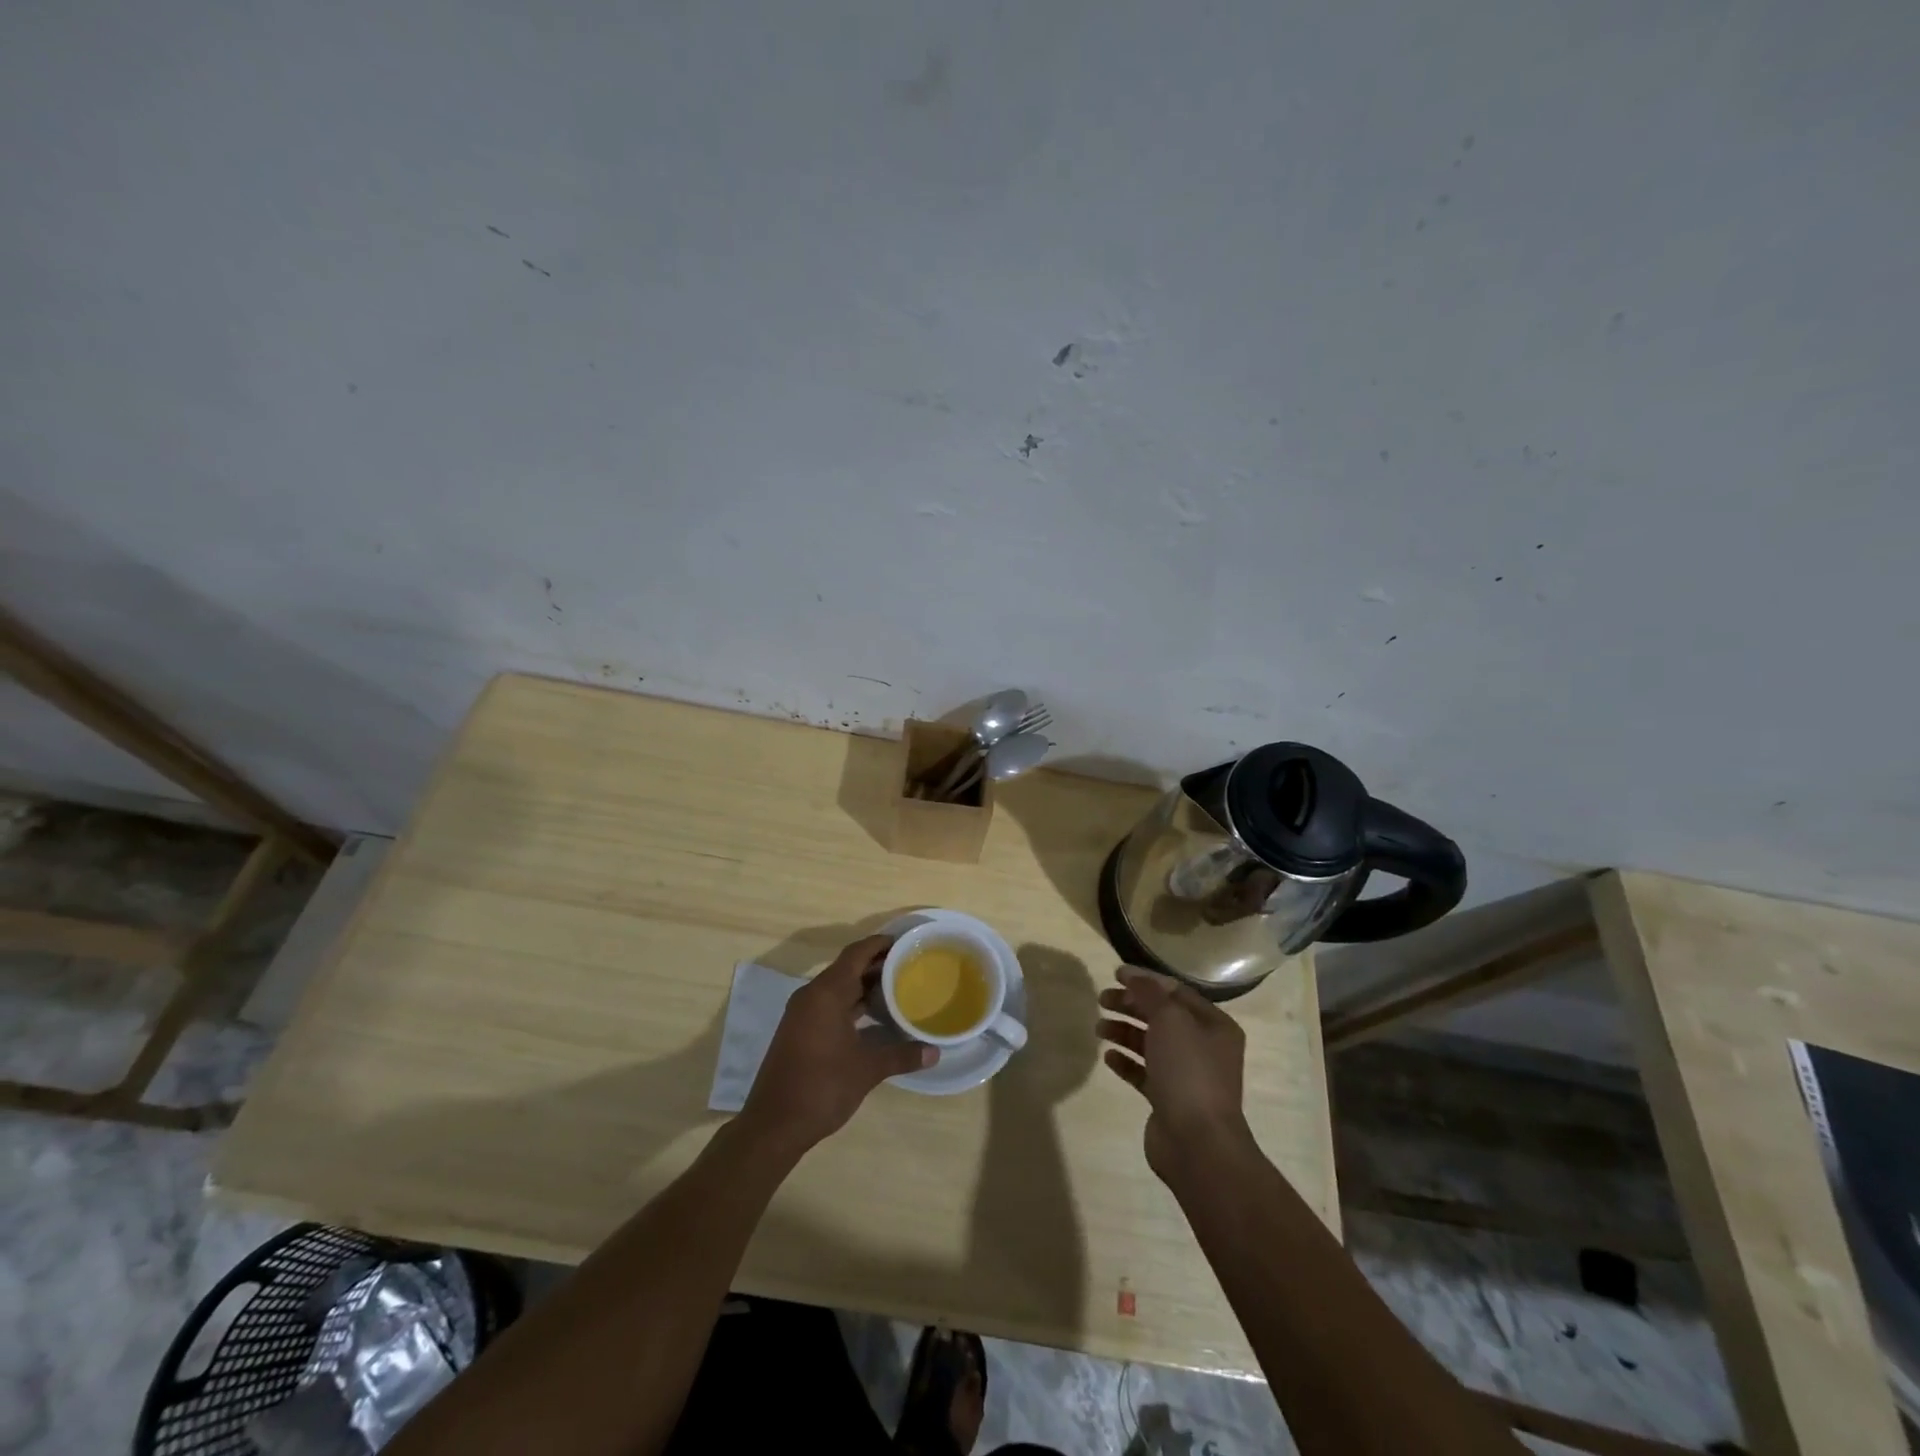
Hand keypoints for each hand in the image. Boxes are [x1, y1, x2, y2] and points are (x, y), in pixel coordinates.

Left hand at [740, 935, 934, 1152]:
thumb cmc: (821, 1087)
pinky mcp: (799, 1031)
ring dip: (864, 986)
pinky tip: (873, 1017)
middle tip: (909, 966)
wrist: (773, 1125)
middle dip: (877, 965)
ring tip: (897, 988)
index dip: (880, 944)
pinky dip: (851, 1004)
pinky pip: (829, 1004)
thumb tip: (935, 1052)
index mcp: (825, 993)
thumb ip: (901, 1055)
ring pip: (838, 988)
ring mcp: (802, 1014)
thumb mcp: (867, 1070)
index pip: (856, 954)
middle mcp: (811, 996)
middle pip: (847, 968)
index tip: (905, 942)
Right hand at [1096, 966, 1251, 1182]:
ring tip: (1099, 1028)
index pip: (1176, 992)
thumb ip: (1149, 993)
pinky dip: (1126, 1062)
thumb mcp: (1170, 1020)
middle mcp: (1204, 1048)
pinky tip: (1108, 1058)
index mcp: (1214, 1025)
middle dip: (1131, 1005)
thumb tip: (1132, 975)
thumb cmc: (1188, 1071)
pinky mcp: (1169, 1100)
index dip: (1146, 981)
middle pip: (1162, 1016)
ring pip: (1151, 1044)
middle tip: (1101, 1000)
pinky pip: (1144, 1072)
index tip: (1115, 974)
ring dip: (1124, 1032)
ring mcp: (1187, 1076)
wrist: (1198, 1143)